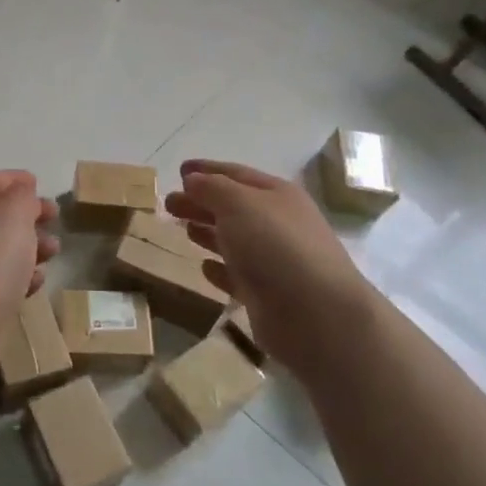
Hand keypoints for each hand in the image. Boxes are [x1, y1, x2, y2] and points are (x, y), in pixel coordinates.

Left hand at [0, 171, 58, 373]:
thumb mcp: (14, 214)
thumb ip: (22, 196)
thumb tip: (20, 193)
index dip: (13, 180)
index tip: (39, 183)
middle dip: (25, 216)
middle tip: (54, 219)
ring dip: (26, 247)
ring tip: (54, 252)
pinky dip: (14, 275)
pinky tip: (36, 283)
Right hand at [164, 159, 374, 380]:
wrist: (316, 315)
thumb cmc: (276, 247)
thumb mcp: (239, 204)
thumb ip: (212, 188)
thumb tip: (193, 180)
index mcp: (277, 195)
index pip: (236, 174)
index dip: (207, 170)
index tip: (179, 170)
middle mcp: (278, 224)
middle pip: (233, 207)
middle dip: (201, 202)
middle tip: (169, 204)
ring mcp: (274, 261)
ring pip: (234, 240)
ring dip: (208, 231)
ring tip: (183, 229)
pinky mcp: (267, 295)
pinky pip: (237, 275)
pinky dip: (219, 269)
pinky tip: (203, 267)